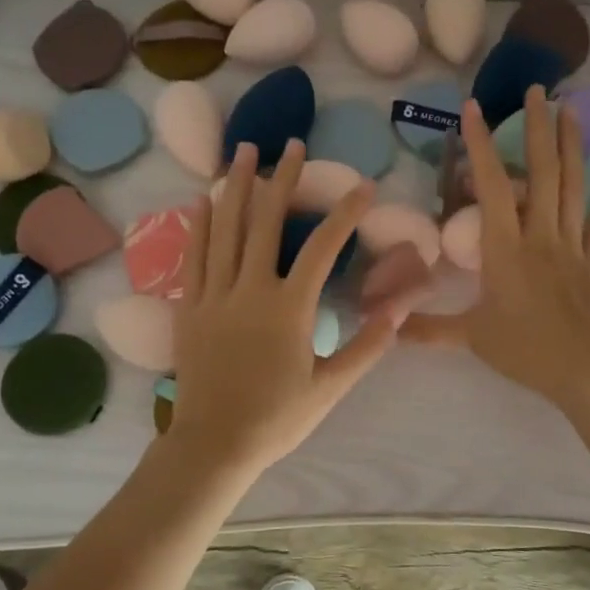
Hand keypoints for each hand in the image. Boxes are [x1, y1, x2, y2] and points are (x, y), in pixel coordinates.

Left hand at [167, 138, 404, 475]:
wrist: (214, 444)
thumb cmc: (277, 418)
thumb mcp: (330, 387)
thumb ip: (367, 346)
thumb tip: (400, 310)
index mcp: (288, 308)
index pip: (321, 247)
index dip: (344, 213)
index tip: (363, 186)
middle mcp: (249, 290)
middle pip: (266, 222)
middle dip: (283, 179)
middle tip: (292, 144)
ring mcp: (214, 296)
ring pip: (225, 230)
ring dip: (237, 187)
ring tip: (245, 151)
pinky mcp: (189, 308)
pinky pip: (194, 257)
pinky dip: (199, 225)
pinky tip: (204, 199)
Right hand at [403, 88, 589, 414]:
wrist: (584, 371)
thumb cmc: (524, 349)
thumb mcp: (470, 337)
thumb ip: (428, 329)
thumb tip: (387, 328)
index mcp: (505, 247)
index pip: (490, 186)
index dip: (479, 145)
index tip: (473, 109)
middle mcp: (539, 235)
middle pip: (541, 172)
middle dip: (538, 128)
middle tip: (538, 90)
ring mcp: (571, 245)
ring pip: (573, 187)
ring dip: (572, 146)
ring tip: (572, 109)